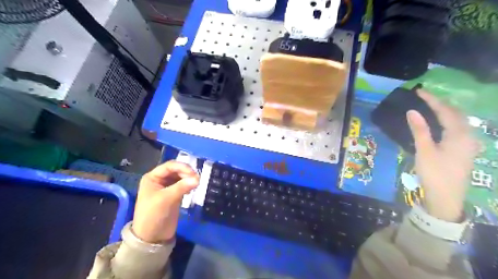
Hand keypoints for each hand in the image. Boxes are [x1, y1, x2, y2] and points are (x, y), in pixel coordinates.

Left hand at [131, 160, 199, 242]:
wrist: (152, 237)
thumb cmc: (153, 215)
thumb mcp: (166, 199)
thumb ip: (181, 187)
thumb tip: (198, 179)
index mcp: (152, 178)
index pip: (169, 166)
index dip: (182, 167)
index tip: (193, 173)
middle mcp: (159, 180)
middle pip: (176, 170)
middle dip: (187, 173)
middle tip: (197, 180)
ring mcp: (167, 187)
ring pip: (181, 177)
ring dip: (189, 178)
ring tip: (196, 184)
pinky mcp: (174, 195)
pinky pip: (183, 185)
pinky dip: (189, 185)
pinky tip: (193, 189)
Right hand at [408, 89, 477, 222]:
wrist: (447, 197)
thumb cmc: (434, 173)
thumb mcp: (424, 151)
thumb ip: (420, 130)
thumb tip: (412, 111)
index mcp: (459, 135)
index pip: (445, 111)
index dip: (432, 100)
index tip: (419, 91)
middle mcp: (468, 136)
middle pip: (456, 113)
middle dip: (441, 103)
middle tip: (424, 97)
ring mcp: (469, 144)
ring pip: (459, 121)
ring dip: (445, 111)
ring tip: (430, 106)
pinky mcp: (464, 150)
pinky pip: (458, 129)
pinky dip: (448, 120)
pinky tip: (440, 123)